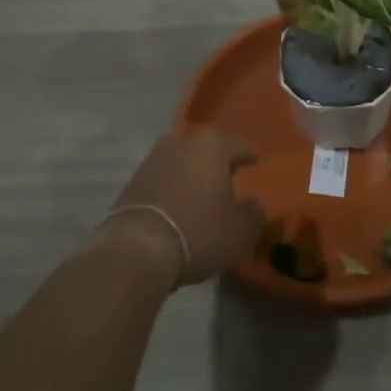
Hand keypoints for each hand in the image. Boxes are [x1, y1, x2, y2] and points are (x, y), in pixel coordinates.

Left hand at [103, 126, 265, 286]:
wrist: (137, 248)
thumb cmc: (199, 231)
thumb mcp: (242, 229)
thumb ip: (255, 212)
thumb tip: (254, 203)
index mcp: (212, 144)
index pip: (238, 145)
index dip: (249, 154)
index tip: (257, 158)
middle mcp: (180, 142)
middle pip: (206, 149)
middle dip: (217, 161)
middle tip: (230, 175)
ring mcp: (152, 160)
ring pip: (181, 163)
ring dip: (192, 176)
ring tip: (203, 194)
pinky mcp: (133, 182)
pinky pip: (163, 181)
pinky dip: (173, 190)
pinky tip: (179, 207)